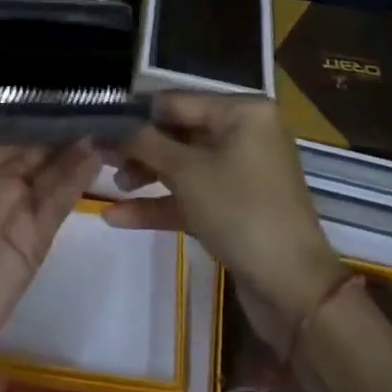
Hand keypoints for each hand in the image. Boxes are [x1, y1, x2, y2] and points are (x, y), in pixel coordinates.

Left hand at [0, 104, 98, 366]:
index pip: (2, 127)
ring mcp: (21, 207)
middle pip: (34, 143)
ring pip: (54, 166)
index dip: (23, 105)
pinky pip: (63, 198)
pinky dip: (81, 175)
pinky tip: (99, 150)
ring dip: (74, 142)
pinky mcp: (38, 235)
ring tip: (103, 112)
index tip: (46, 78)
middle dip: (56, 119)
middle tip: (87, 89)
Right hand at [105, 93, 344, 346]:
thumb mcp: (186, 172)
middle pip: (180, 132)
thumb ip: (145, 144)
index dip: (137, 113)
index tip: (98, 122)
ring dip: (147, 175)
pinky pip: (193, 195)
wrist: (294, 291)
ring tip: (110, 186)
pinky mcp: (236, 208)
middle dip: (140, 147)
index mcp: (242, 111)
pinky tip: (118, 217)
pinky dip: (161, 203)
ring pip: (184, 165)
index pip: (177, 101)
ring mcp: (241, 172)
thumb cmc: (240, 211)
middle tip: (100, 157)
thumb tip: (110, 125)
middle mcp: (245, 134)